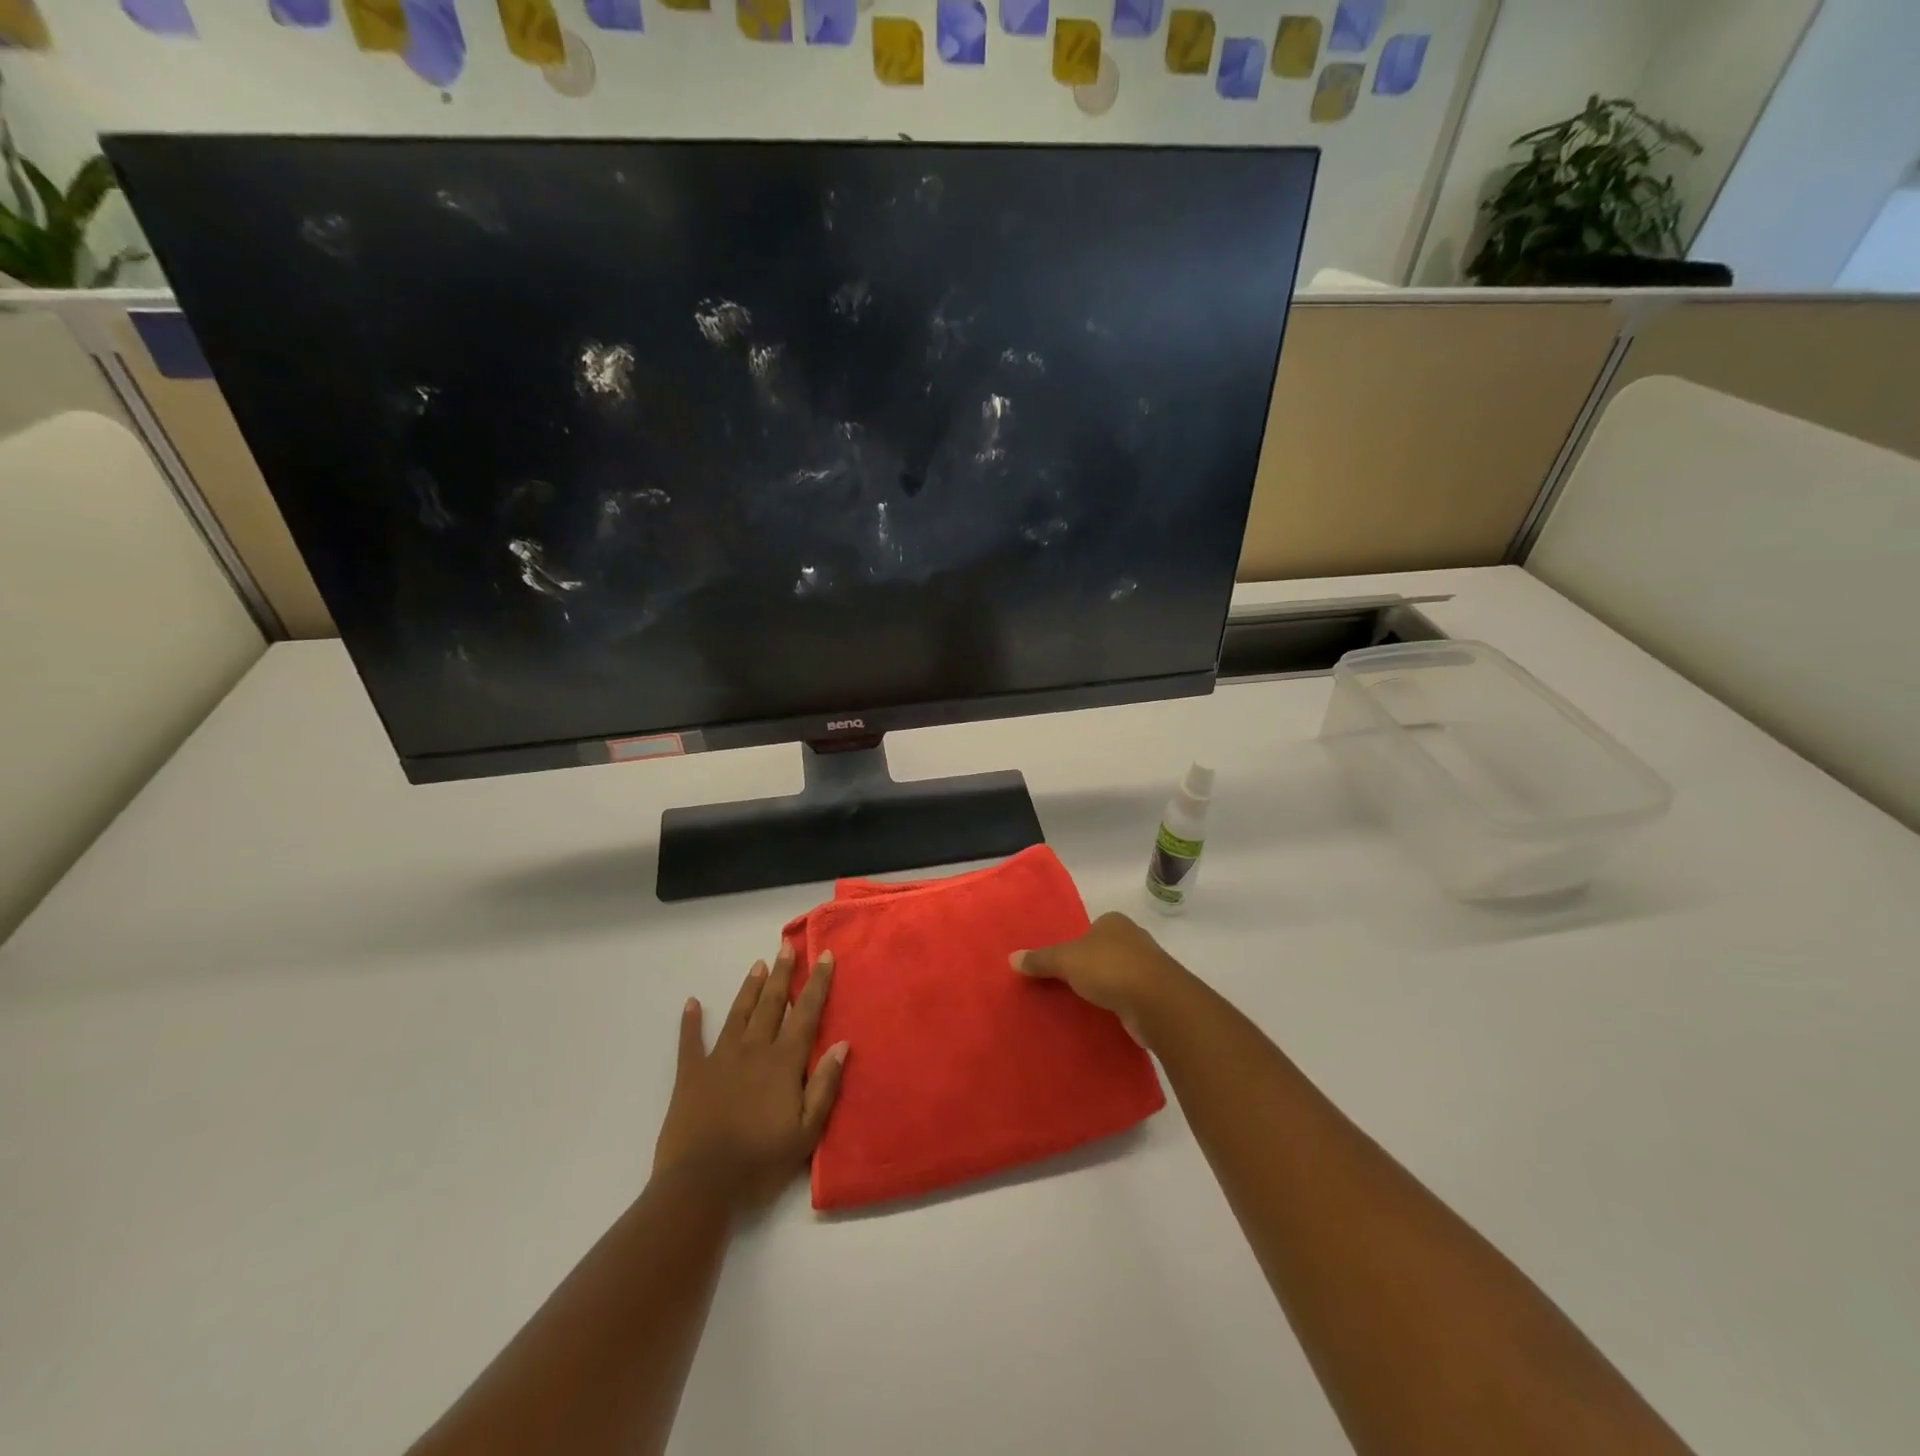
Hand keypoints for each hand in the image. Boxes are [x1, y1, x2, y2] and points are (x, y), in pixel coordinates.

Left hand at [652, 942, 848, 1212]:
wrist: (701, 1184)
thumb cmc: (759, 1161)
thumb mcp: (806, 1132)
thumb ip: (824, 1086)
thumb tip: (842, 1044)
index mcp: (783, 1062)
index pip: (806, 1013)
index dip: (817, 984)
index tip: (825, 956)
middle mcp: (753, 1050)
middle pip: (771, 1004)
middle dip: (782, 974)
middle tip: (786, 946)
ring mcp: (719, 1059)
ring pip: (738, 1014)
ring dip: (749, 988)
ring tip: (758, 965)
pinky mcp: (691, 1074)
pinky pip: (690, 1041)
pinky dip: (691, 1021)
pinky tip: (692, 1003)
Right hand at [1011, 911, 1196, 1047]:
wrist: (1157, 1002)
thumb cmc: (1110, 967)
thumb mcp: (1066, 960)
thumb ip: (1040, 959)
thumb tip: (1011, 958)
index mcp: (1114, 922)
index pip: (1089, 929)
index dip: (1074, 944)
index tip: (1059, 964)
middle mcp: (1133, 940)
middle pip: (1103, 951)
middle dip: (1088, 967)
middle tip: (1063, 985)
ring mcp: (1147, 968)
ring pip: (1117, 975)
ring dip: (1104, 988)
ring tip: (1079, 1004)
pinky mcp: (1155, 996)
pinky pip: (1127, 998)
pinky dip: (1116, 1006)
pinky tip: (1101, 1018)